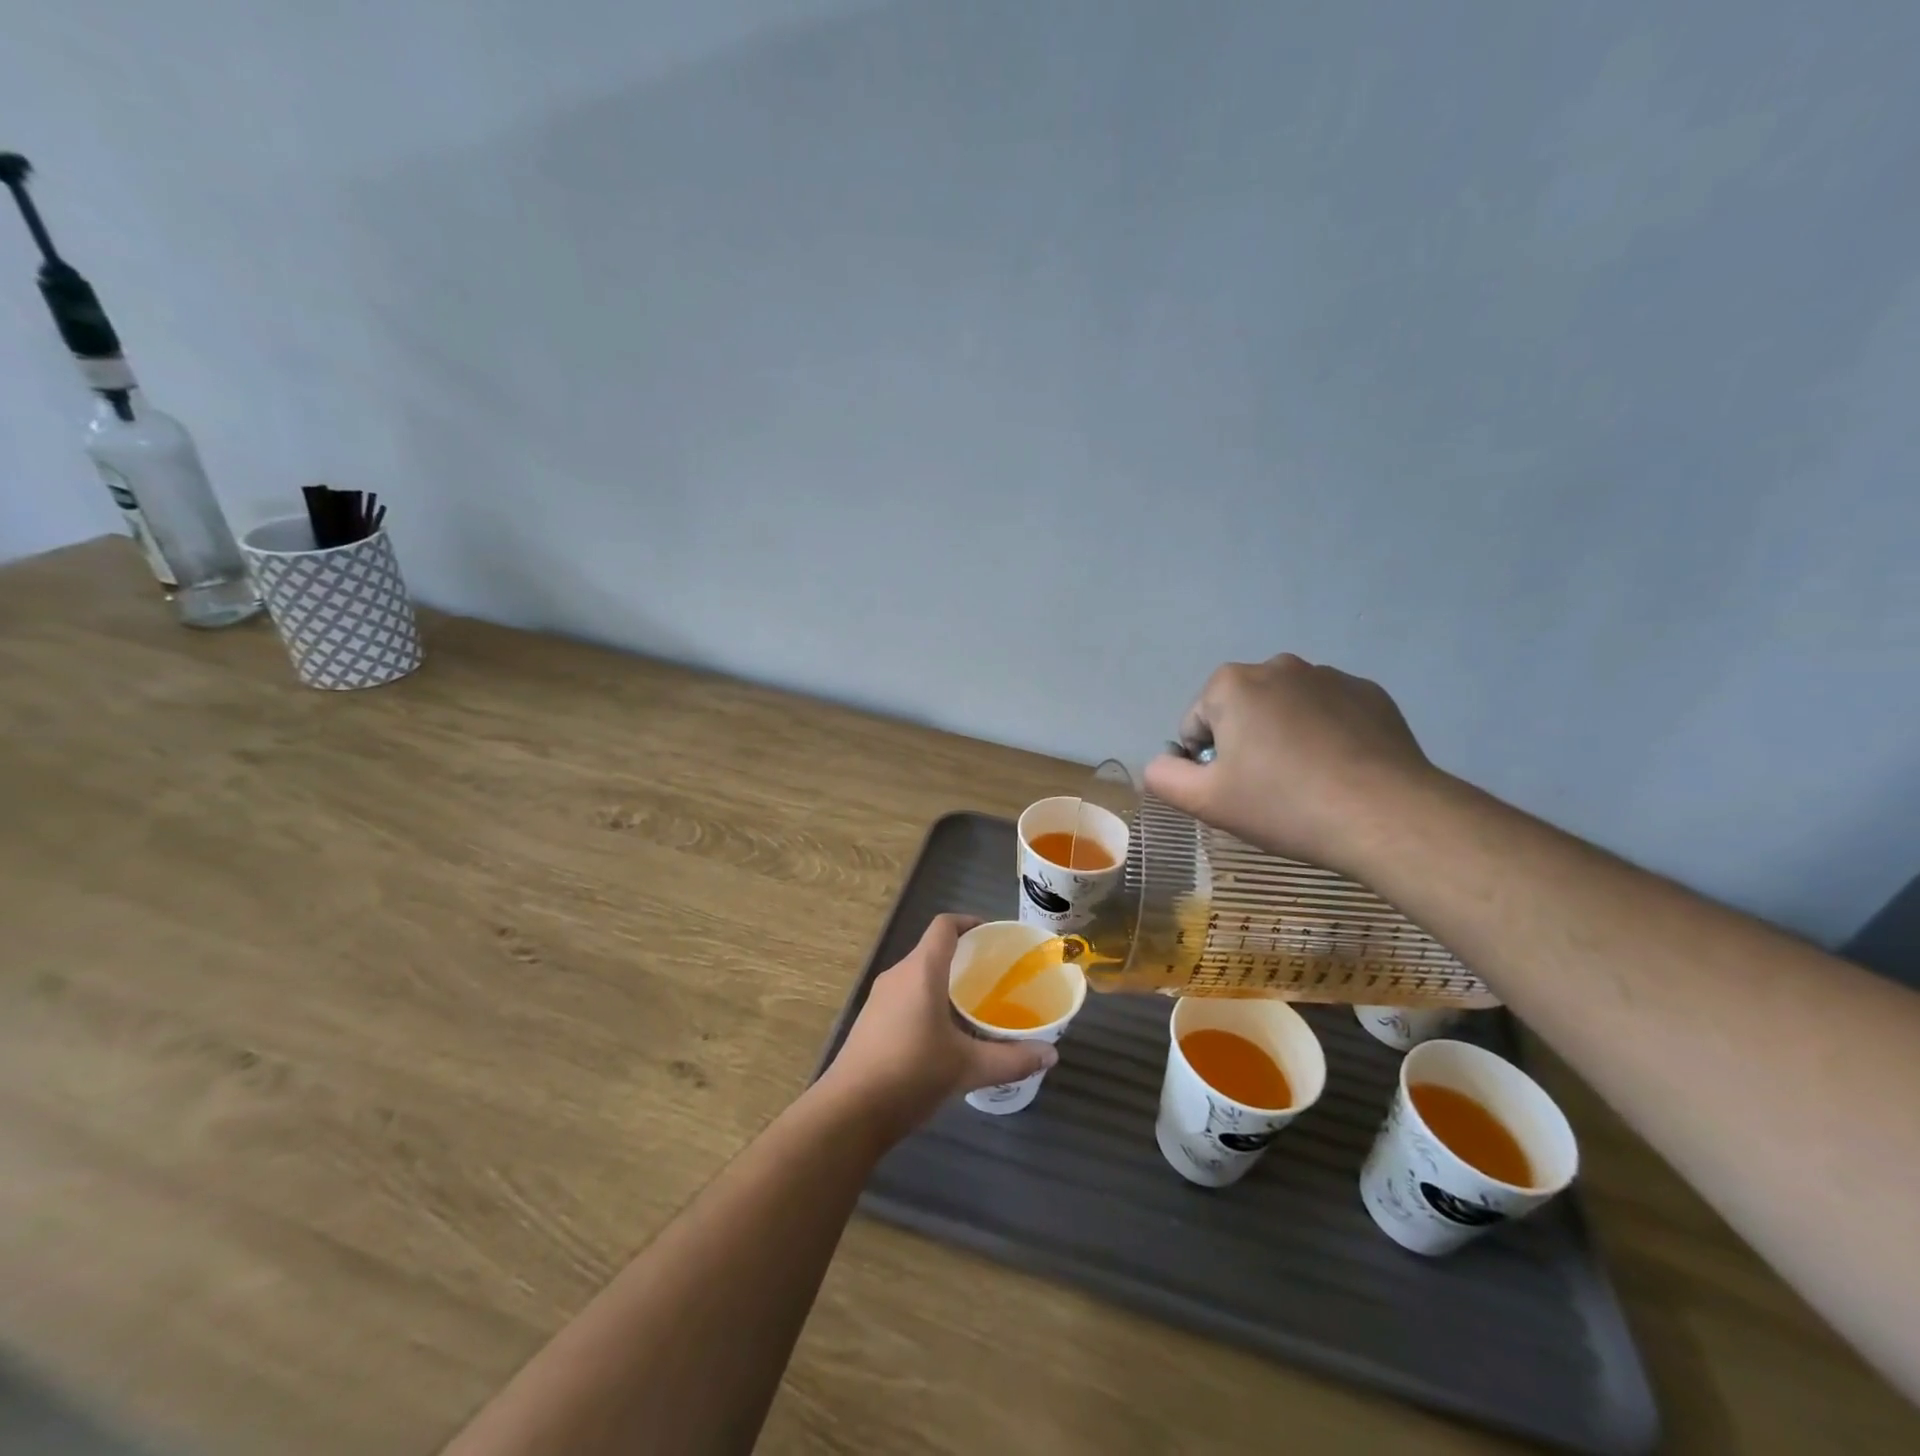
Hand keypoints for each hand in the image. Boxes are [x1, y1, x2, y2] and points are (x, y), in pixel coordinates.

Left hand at [817, 914, 1058, 1141]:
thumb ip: (1012, 1059)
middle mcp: (897, 975)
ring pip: (917, 975)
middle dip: (963, 957)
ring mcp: (879, 999)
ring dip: (944, 981)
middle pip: (931, 950)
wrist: (849, 1112)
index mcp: (920, 972)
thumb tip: (1052, 1055)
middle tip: (994, 976)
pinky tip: (944, 1033)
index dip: (969, 922)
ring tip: (974, 1005)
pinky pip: (904, 996)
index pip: (944, 926)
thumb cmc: (911, 1075)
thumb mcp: (968, 1068)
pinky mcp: (870, 1021)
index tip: (993, 936)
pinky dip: (927, 1000)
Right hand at [1142, 654, 1436, 874]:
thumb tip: (1159, 763)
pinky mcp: (1370, 694)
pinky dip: (1324, 736)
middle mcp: (1278, 666)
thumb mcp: (1206, 801)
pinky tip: (1339, 772)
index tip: (1235, 792)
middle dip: (1245, 744)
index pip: (1196, 725)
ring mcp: (1330, 676)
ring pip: (1284, 711)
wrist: (1385, 815)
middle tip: (1267, 790)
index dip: (1207, 763)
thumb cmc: (1283, 804)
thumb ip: (1163, 777)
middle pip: (1240, 712)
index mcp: (1231, 684)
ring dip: (1283, 738)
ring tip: (1307, 783)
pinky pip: (1328, 713)